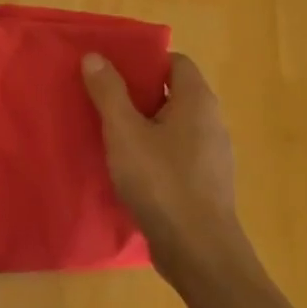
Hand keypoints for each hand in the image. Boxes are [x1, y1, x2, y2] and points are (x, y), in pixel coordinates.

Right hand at [81, 51, 249, 287]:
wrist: (198, 251)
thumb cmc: (161, 182)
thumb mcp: (124, 133)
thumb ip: (109, 92)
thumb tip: (95, 56)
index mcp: (197, 101)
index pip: (176, 62)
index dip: (145, 61)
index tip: (113, 69)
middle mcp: (211, 122)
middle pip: (172, 93)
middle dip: (137, 93)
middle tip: (101, 98)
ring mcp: (211, 155)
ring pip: (172, 126)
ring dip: (143, 125)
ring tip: (108, 132)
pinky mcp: (204, 183)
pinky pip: (175, 153)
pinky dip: (153, 152)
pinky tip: (128, 168)